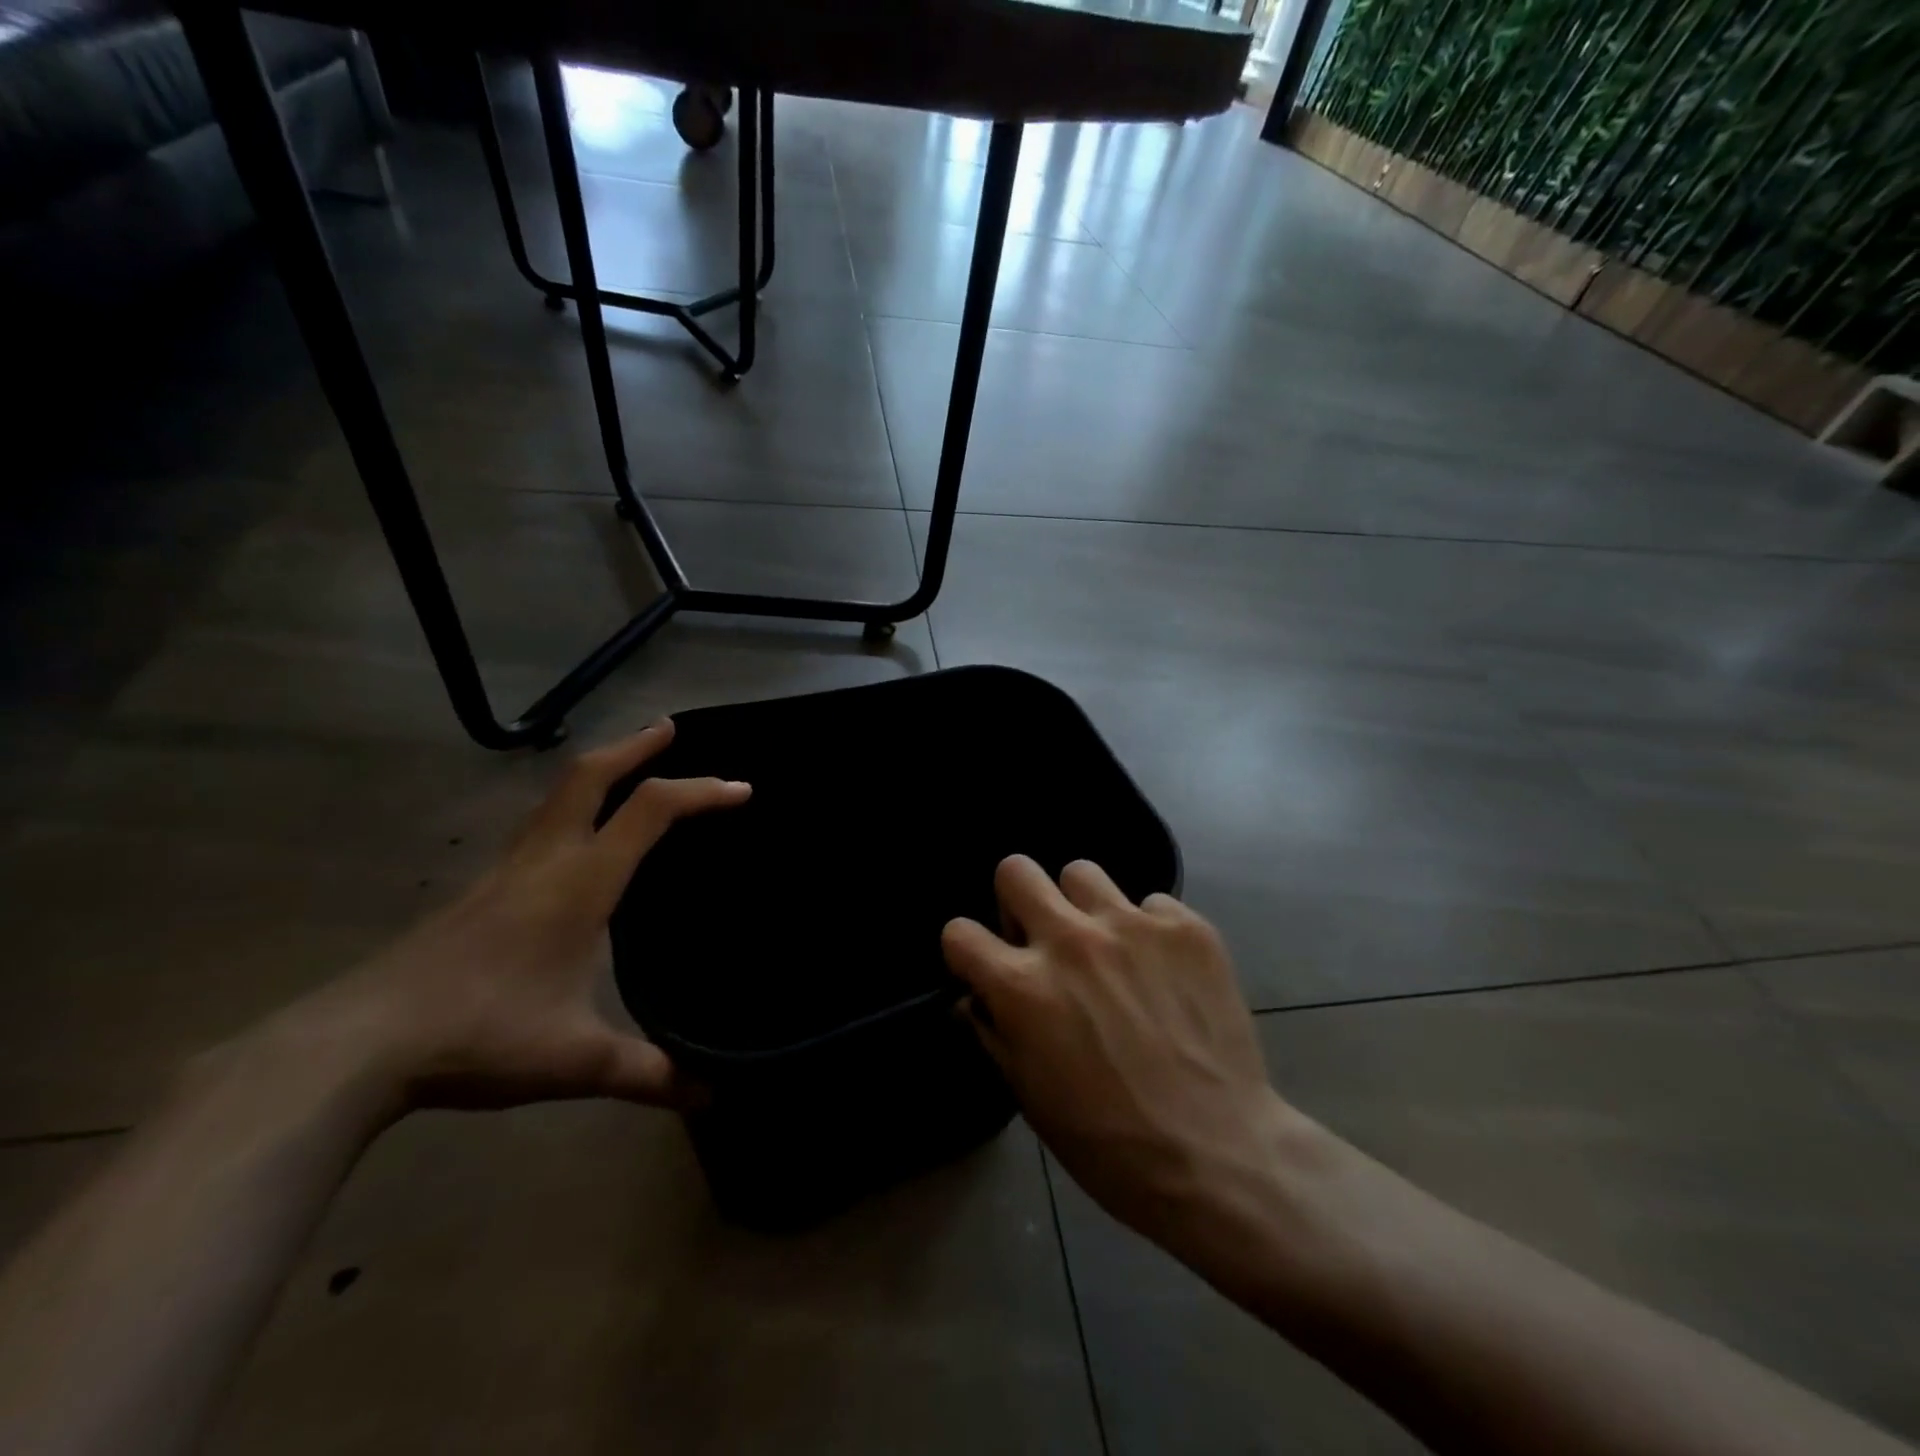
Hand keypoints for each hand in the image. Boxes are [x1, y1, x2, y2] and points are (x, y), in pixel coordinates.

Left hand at [267, 720, 748, 1114]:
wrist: (356, 1046)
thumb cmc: (479, 1035)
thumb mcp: (576, 1060)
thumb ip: (649, 1073)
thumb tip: (712, 1094)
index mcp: (580, 882)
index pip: (650, 811)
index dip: (700, 792)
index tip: (741, 789)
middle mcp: (545, 859)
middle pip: (590, 775)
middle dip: (636, 746)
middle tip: (671, 727)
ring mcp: (505, 870)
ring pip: (557, 795)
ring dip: (600, 769)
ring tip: (630, 765)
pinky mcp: (480, 890)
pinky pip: (538, 824)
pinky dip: (571, 805)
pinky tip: (574, 834)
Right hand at [941, 856, 1298, 1262]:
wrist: (1219, 1156)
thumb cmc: (1109, 1143)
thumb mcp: (1030, 1097)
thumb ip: (994, 1032)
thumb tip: (976, 997)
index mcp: (1023, 986)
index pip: (960, 932)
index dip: (966, 951)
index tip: (983, 967)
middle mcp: (1070, 941)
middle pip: (1016, 870)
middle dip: (1016, 901)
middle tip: (1040, 938)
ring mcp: (1131, 926)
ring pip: (1081, 873)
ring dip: (1081, 906)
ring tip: (1105, 946)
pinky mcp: (1185, 928)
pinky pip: (1151, 903)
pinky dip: (1148, 930)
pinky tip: (1163, 970)